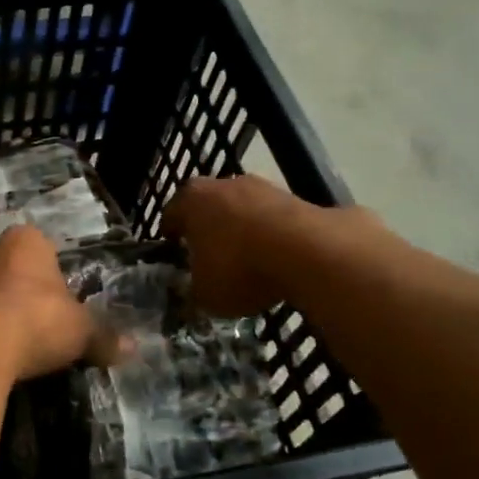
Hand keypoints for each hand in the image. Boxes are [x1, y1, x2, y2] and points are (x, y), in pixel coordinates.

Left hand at [0, 225, 97, 381]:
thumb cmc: (37, 322)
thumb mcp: (82, 332)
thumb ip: (104, 337)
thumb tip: (132, 347)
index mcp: (25, 240)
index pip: (43, 249)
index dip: (53, 278)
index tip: (60, 306)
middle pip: (9, 267)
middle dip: (20, 290)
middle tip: (36, 324)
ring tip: (9, 343)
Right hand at [164, 175, 374, 317]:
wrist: (308, 251)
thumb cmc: (239, 268)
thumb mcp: (205, 294)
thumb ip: (193, 291)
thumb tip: (193, 292)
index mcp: (191, 200)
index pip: (170, 215)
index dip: (170, 235)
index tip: (173, 252)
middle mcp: (223, 184)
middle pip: (208, 206)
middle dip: (207, 229)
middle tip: (207, 256)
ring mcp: (262, 187)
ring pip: (242, 210)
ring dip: (241, 230)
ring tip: (246, 261)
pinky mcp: (295, 197)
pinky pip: (272, 219)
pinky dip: (270, 236)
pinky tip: (275, 260)